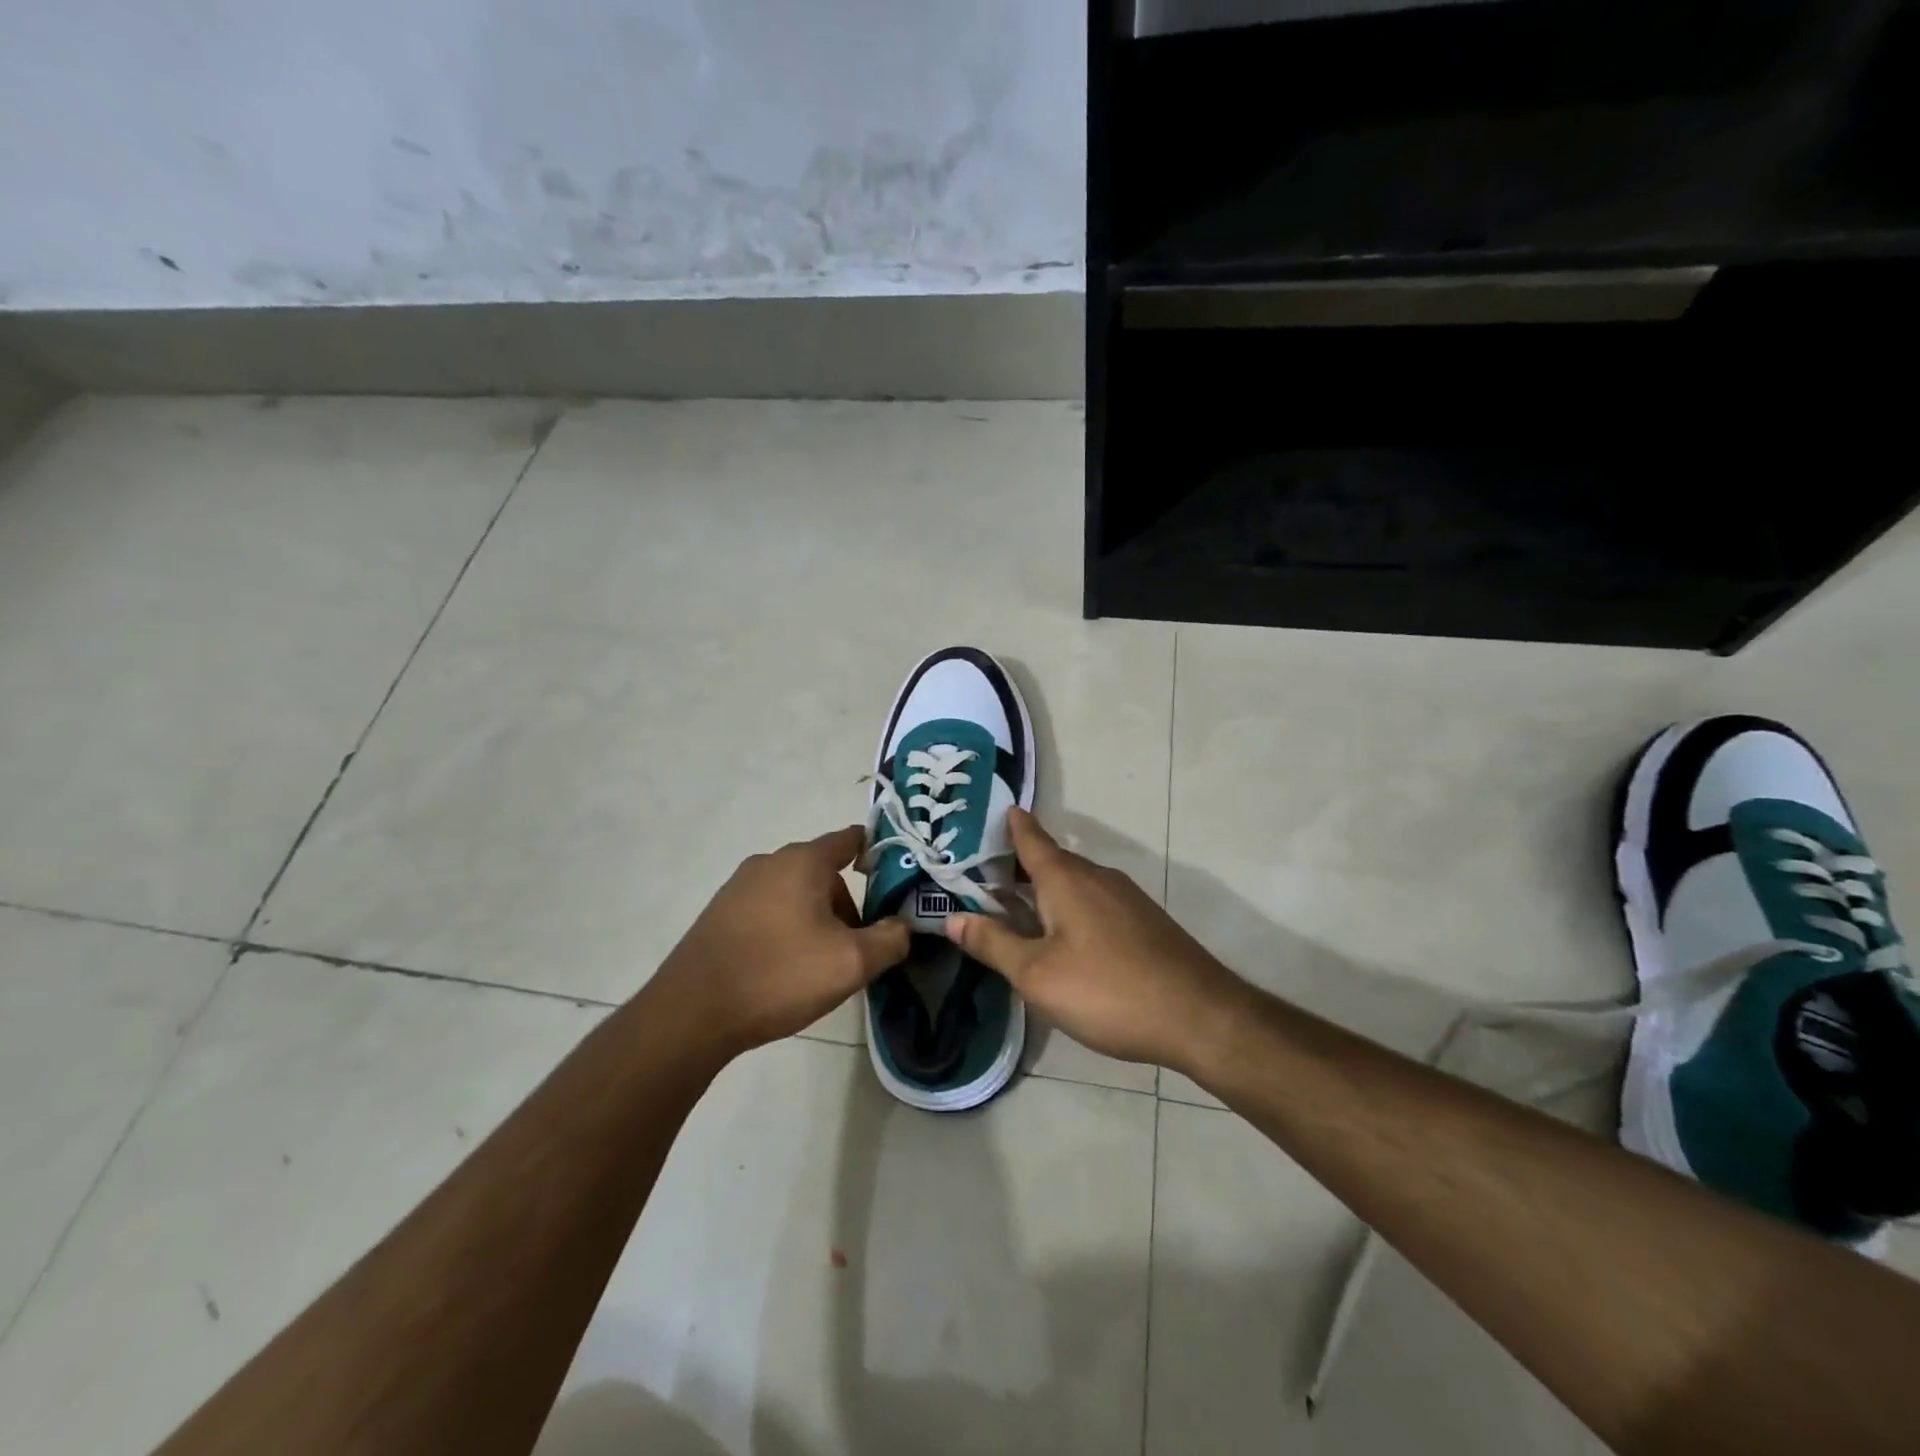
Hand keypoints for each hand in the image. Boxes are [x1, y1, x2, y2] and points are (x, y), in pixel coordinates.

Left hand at [651, 826, 909, 1058]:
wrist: (692, 1012)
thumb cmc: (780, 975)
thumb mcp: (851, 963)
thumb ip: (890, 939)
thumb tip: (903, 926)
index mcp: (803, 861)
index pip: (850, 839)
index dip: (878, 855)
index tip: (896, 883)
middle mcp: (769, 862)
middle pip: (823, 872)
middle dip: (846, 905)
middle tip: (855, 947)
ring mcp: (738, 886)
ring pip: (794, 893)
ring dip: (815, 920)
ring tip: (818, 965)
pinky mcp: (719, 913)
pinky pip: (768, 909)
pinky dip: (785, 928)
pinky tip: (783, 968)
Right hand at [943, 809, 1246, 1073]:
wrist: (1199, 1016)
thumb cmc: (1107, 990)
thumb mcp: (1037, 974)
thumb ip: (994, 943)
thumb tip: (952, 918)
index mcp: (1066, 879)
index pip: (1031, 839)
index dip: (1012, 826)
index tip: (997, 811)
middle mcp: (1097, 877)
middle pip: (1051, 861)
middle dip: (1020, 864)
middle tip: (984, 874)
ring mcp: (1126, 898)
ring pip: (1075, 883)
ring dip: (1045, 889)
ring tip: (1017, 907)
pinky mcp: (1144, 921)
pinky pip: (1095, 901)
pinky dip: (1070, 907)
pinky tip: (1063, 937)